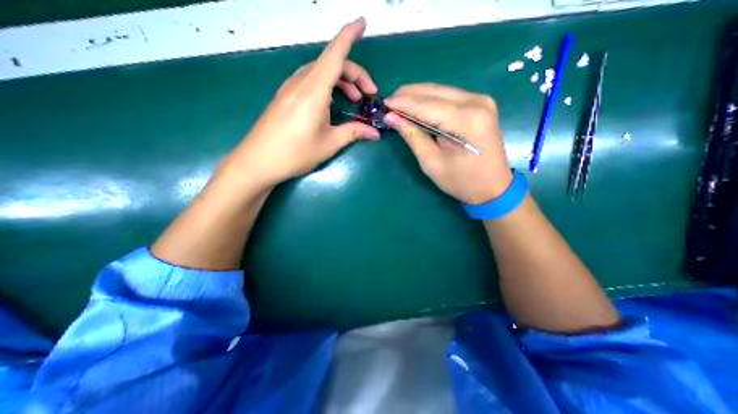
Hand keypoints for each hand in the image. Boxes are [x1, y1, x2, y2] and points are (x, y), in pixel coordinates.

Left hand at [219, 18, 380, 191]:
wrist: (258, 161)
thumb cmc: (295, 153)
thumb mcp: (329, 144)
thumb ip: (354, 133)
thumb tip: (375, 133)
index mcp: (314, 90)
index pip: (335, 54)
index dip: (350, 36)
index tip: (363, 23)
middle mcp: (301, 82)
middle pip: (331, 64)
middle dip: (355, 75)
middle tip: (368, 95)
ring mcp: (290, 88)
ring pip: (320, 72)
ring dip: (341, 81)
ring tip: (353, 100)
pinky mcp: (285, 96)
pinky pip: (310, 81)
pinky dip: (326, 86)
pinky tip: (332, 104)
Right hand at [384, 83, 514, 204]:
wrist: (493, 188)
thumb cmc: (461, 181)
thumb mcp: (432, 162)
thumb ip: (412, 136)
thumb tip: (392, 117)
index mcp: (466, 120)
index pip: (426, 105)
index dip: (402, 103)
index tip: (383, 103)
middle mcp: (477, 102)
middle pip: (434, 91)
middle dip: (408, 95)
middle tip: (389, 103)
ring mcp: (481, 101)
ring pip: (441, 90)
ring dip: (418, 96)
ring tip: (399, 104)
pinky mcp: (481, 104)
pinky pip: (449, 96)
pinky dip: (430, 100)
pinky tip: (418, 107)